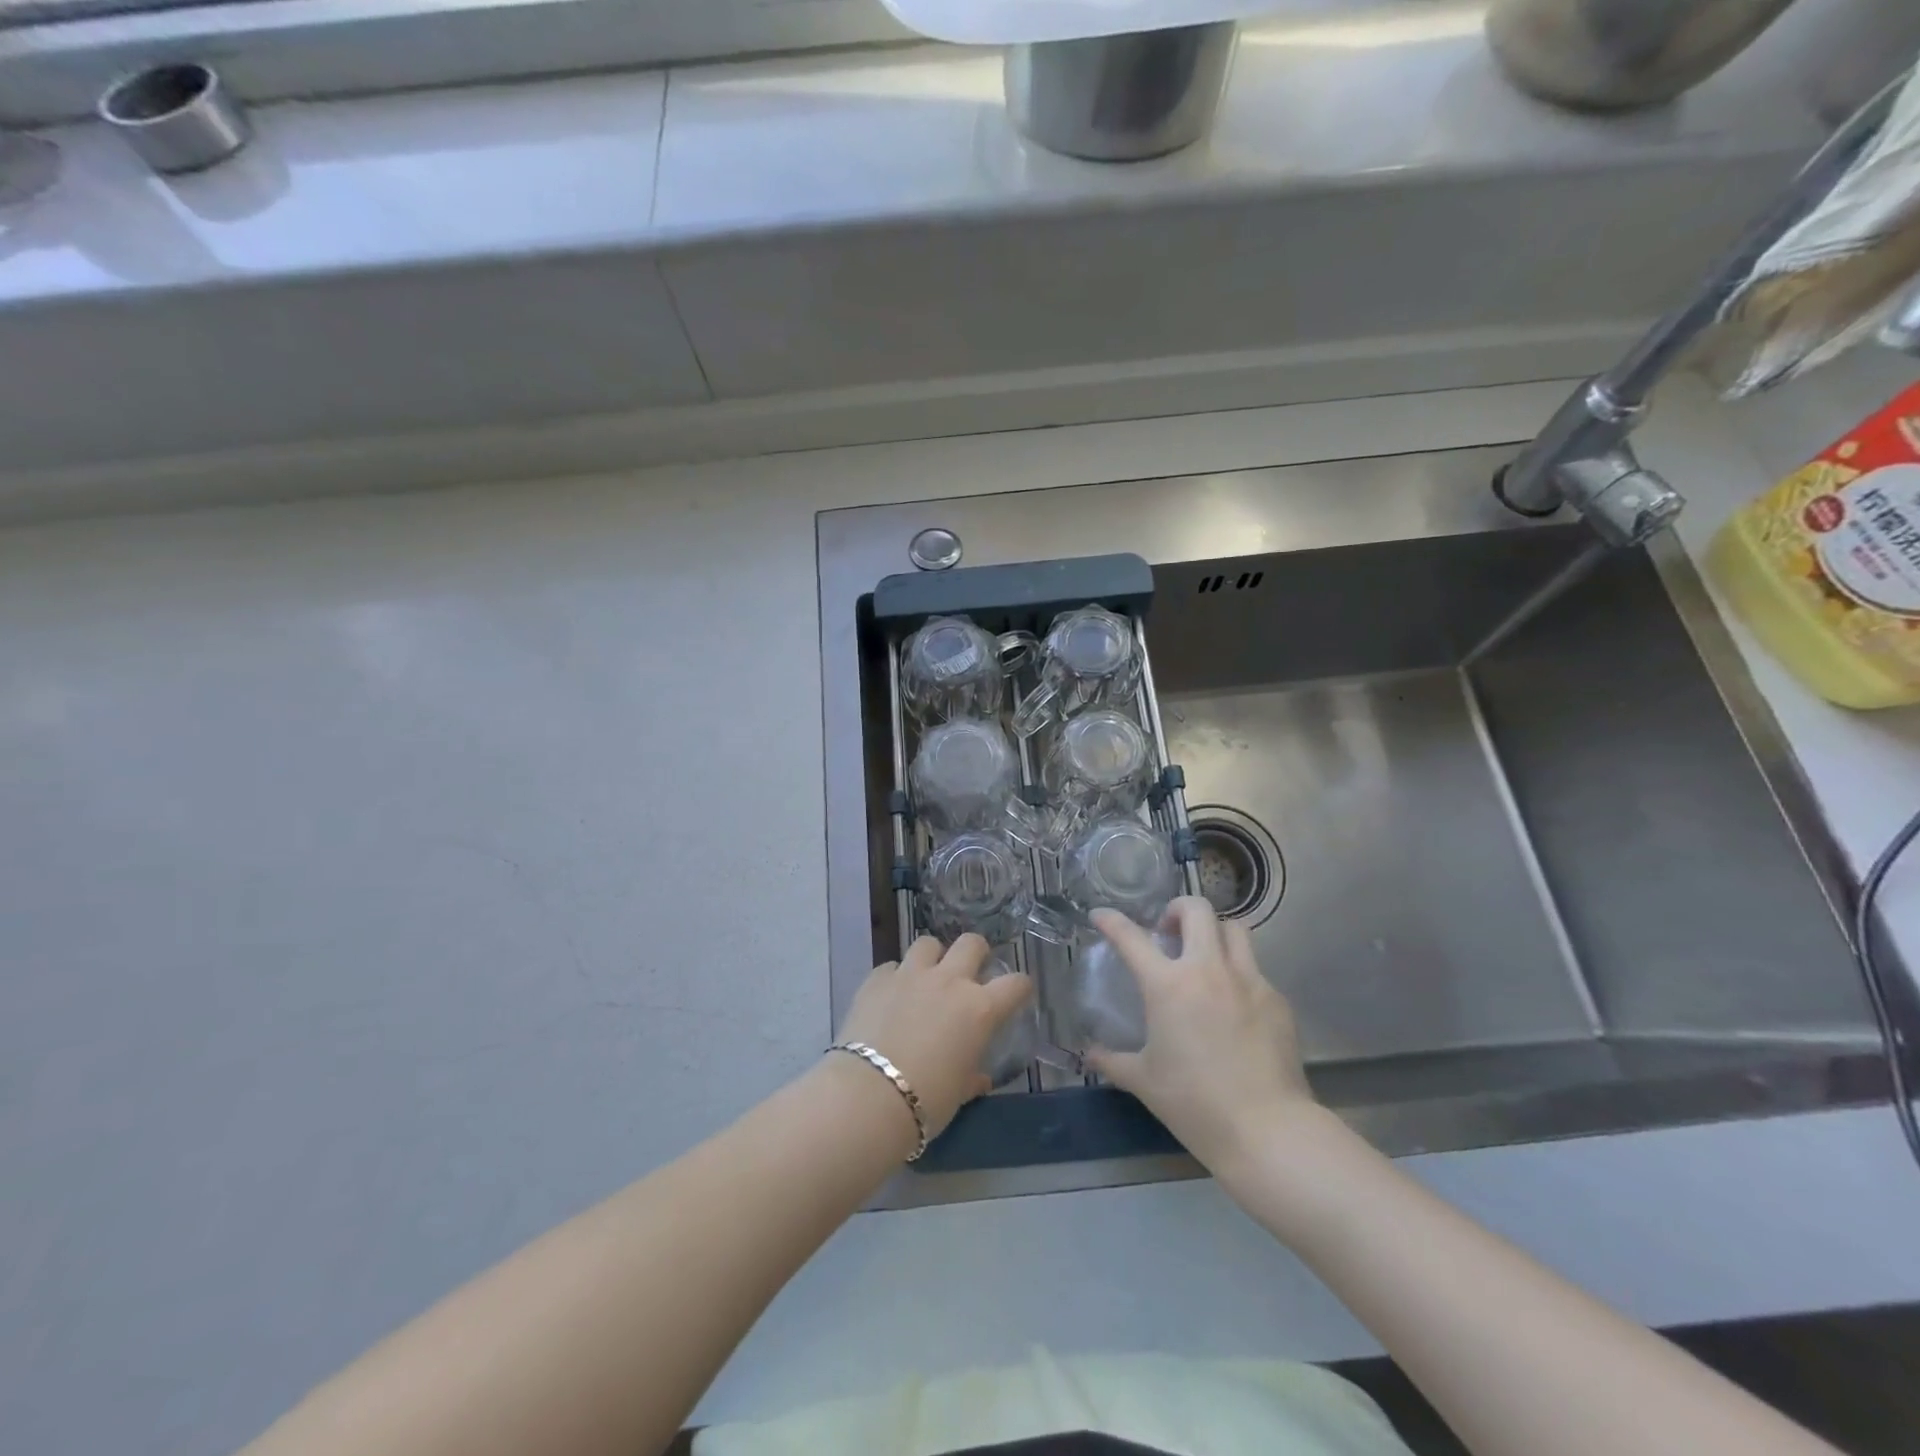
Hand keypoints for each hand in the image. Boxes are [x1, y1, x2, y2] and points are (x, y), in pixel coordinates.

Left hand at [836, 934, 1032, 1139]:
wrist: (868, 1096)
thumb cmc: (926, 1101)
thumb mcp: (959, 1092)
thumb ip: (972, 1077)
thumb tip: (979, 1078)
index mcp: (979, 1009)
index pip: (1015, 983)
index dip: (1020, 987)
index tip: (1015, 994)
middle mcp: (949, 981)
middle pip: (971, 943)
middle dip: (975, 953)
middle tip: (968, 974)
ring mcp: (910, 975)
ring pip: (928, 944)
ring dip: (932, 958)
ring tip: (926, 979)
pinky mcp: (877, 979)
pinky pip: (892, 966)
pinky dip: (895, 978)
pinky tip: (890, 997)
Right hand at [1085, 897, 1316, 1176]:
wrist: (1267, 1130)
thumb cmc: (1194, 1103)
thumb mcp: (1144, 1081)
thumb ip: (1112, 1060)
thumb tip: (1089, 1054)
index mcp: (1168, 985)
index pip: (1130, 937)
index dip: (1111, 920)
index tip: (1101, 915)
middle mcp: (1208, 970)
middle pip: (1196, 909)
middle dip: (1177, 910)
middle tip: (1168, 933)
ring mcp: (1248, 981)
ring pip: (1234, 929)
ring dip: (1214, 932)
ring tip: (1205, 956)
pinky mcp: (1276, 1000)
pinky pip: (1255, 970)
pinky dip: (1239, 974)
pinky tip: (1234, 1005)